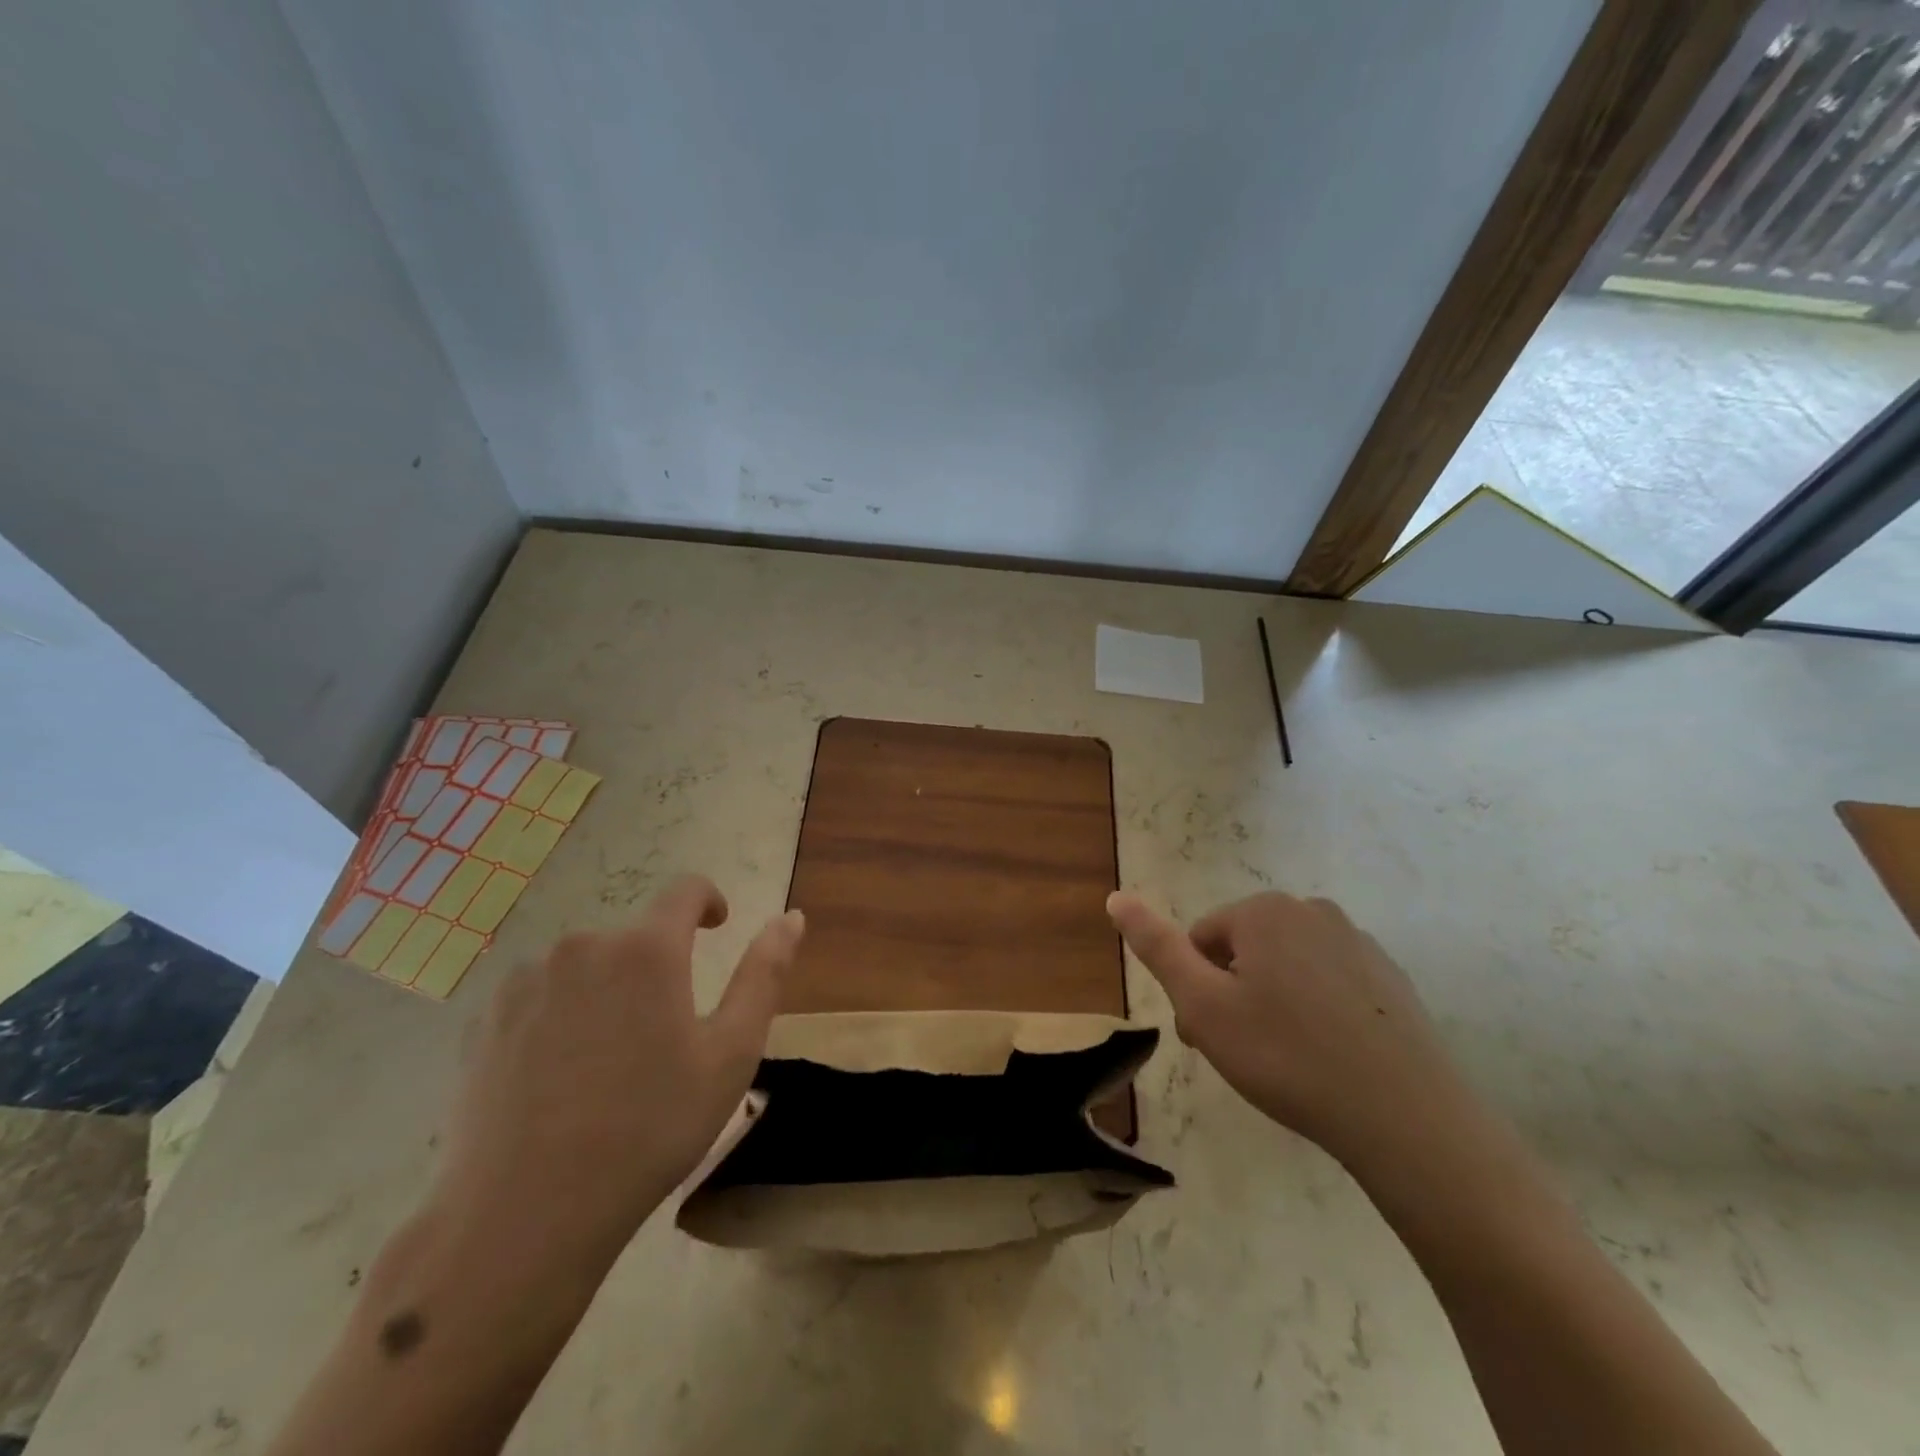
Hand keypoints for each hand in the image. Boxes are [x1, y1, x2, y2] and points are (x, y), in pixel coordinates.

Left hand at [430, 875, 804, 1272]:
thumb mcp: (730, 1054)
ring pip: (585, 967)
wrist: (523, 1217)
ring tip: (608, 1064)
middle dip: (656, 968)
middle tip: (663, 1037)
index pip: (685, 890)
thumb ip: (764, 974)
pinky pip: (539, 996)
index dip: (708, 901)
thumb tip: (791, 917)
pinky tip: (558, 1078)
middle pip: (634, 938)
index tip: (717, 927)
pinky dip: (560, 1016)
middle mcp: (583, 946)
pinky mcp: (483, 1020)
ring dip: (607, 992)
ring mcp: (525, 981)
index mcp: (647, 950)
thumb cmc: (649, 1129)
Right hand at [1107, 890, 1469, 1171]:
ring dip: (1272, 1002)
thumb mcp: (1203, 1005)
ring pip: (1287, 967)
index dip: (1195, 989)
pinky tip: (1327, 1057)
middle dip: (1232, 994)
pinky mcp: (1390, 978)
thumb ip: (1157, 947)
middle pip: (1245, 950)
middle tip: (1242, 1053)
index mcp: (1264, 912)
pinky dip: (1316, 1012)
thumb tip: (1115, 896)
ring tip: (1285, 1060)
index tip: (1207, 1038)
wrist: (1406, 1118)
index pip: (1201, 939)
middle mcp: (1312, 911)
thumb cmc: (1287, 1056)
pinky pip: (1330, 984)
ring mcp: (1358, 943)